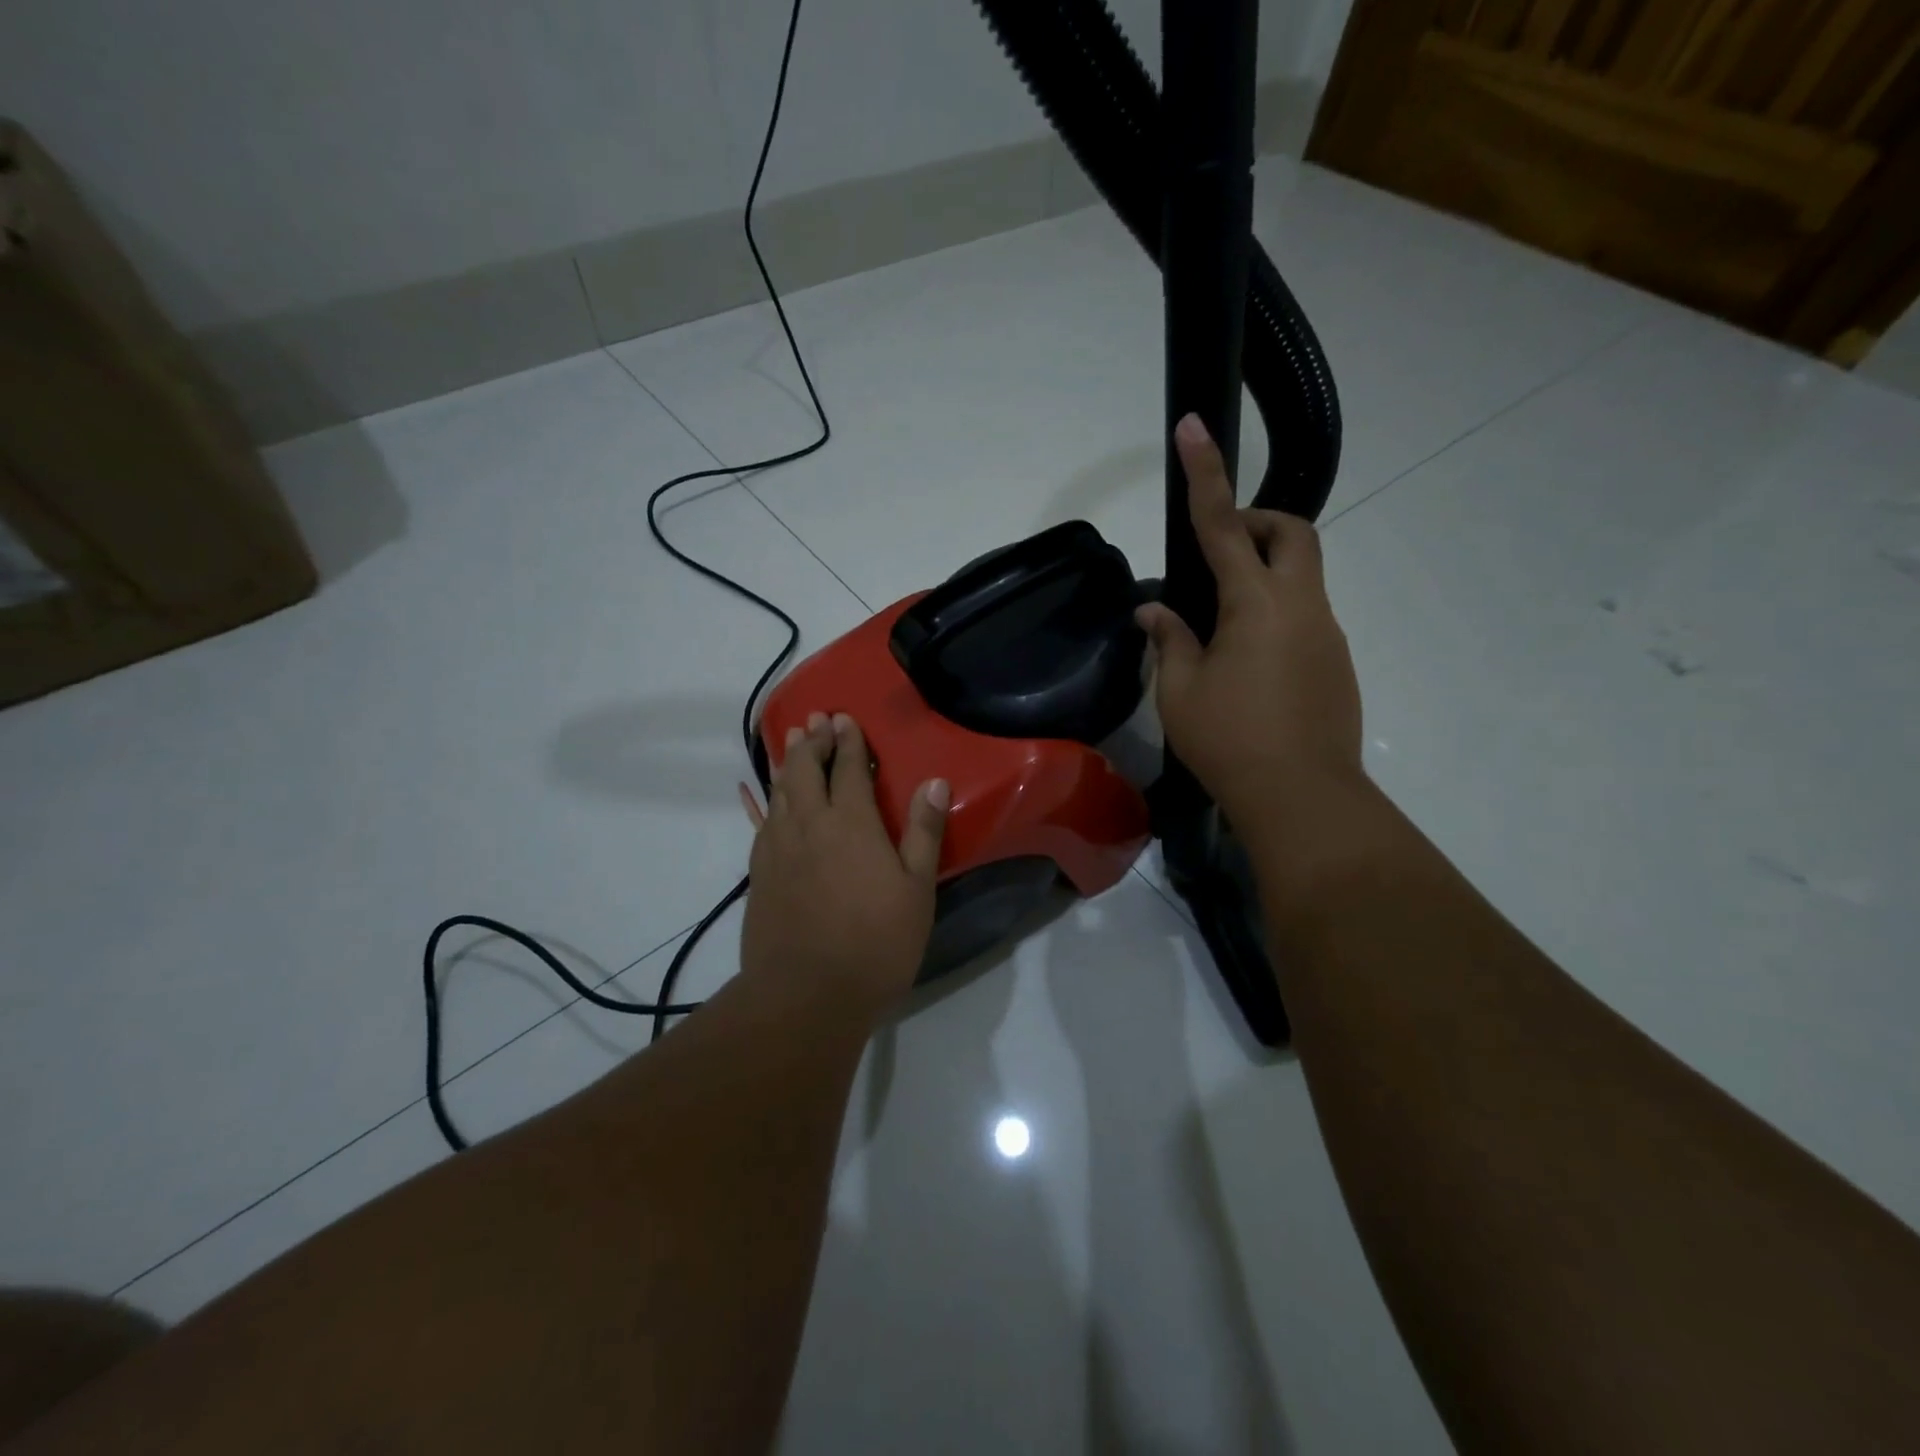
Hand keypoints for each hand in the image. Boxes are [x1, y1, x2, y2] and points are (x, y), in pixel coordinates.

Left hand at [738, 712, 948, 1015]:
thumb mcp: (916, 889)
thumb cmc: (875, 943)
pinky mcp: (759, 873)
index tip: (845, 718)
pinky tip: (763, 796)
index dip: (848, 741)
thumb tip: (933, 781)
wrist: (805, 995)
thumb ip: (922, 831)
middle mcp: (809, 824)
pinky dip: (764, 799)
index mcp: (851, 823)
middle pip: (807, 770)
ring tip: (792, 740)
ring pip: (780, 791)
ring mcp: (778, 848)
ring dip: (789, 762)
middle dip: (813, 740)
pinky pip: (761, 821)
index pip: (849, 768)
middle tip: (817, 719)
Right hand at [1137, 414, 1363, 832]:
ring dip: (1264, 573)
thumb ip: (1169, 639)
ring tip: (1222, 624)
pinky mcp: (1337, 661)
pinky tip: (1249, 662)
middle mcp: (1301, 606)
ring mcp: (1327, 632)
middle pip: (1292, 533)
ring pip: (1303, 575)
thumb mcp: (1181, 691)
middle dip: (1258, 521)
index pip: (1223, 524)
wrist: (1302, 797)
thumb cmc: (1230, 741)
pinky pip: (1306, 615)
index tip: (1194, 428)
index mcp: (1256, 604)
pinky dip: (1276, 614)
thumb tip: (1153, 610)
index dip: (1205, 474)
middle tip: (1220, 550)